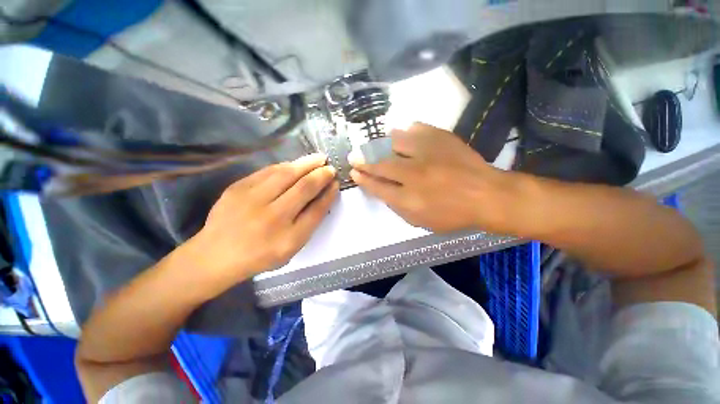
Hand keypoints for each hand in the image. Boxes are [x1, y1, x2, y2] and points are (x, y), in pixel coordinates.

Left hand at [187, 154, 338, 287]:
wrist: (215, 255)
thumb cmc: (260, 255)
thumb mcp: (291, 248)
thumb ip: (309, 222)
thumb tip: (323, 196)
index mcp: (288, 238)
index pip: (317, 209)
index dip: (329, 194)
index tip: (336, 183)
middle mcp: (272, 217)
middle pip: (304, 188)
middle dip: (321, 175)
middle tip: (330, 167)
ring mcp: (252, 200)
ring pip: (286, 174)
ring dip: (306, 164)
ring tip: (318, 158)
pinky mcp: (238, 188)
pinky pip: (268, 171)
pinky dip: (286, 166)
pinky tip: (295, 164)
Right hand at [350, 123, 517, 233]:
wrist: (487, 196)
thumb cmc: (453, 215)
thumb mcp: (422, 222)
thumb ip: (399, 208)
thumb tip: (384, 192)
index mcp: (408, 199)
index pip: (377, 187)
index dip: (363, 179)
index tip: (353, 173)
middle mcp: (413, 175)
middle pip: (380, 164)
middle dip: (363, 160)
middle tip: (353, 157)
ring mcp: (428, 154)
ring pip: (394, 143)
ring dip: (379, 144)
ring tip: (373, 145)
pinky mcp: (441, 140)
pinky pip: (417, 130)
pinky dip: (406, 131)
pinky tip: (400, 133)